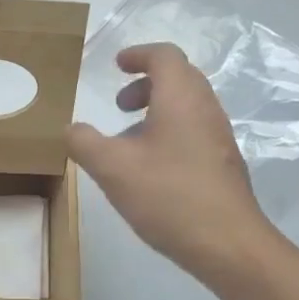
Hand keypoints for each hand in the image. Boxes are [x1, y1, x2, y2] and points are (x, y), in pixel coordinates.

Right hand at [67, 43, 275, 286]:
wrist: (227, 244)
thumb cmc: (168, 196)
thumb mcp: (112, 168)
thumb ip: (85, 143)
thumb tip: (70, 128)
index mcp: (181, 99)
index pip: (164, 56)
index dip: (138, 55)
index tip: (116, 65)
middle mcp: (206, 109)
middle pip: (180, 78)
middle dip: (146, 84)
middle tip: (119, 104)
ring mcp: (219, 137)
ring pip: (187, 107)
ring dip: (157, 110)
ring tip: (128, 140)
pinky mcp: (223, 164)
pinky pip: (194, 131)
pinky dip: (169, 132)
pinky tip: (150, 168)